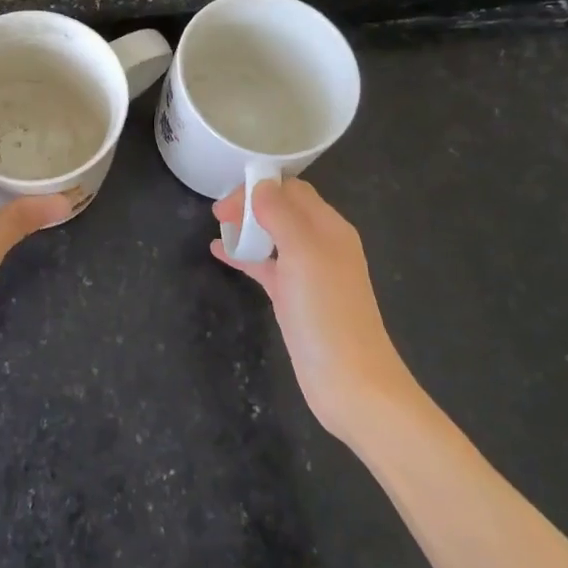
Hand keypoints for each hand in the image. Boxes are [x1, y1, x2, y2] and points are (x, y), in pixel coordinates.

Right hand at [211, 178, 416, 437]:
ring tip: (217, 228)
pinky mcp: (295, 299)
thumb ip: (281, 214)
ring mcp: (308, 273)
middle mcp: (321, 245)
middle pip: (283, 210)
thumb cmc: (327, 312)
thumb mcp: (303, 253)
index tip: (227, 200)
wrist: (350, 382)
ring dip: (247, 228)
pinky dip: (245, 256)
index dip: (259, 187)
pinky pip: (267, 266)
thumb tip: (260, 185)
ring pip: (273, 237)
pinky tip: (220, 253)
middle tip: (218, 214)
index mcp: (329, 228)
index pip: (293, 190)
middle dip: (251, 205)